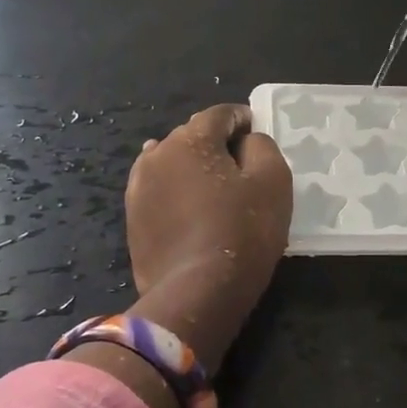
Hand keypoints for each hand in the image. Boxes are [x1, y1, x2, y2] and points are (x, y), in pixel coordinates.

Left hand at [123, 103, 291, 366]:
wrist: (197, 293)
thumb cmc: (243, 230)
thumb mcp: (273, 180)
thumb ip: (262, 146)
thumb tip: (246, 141)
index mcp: (191, 139)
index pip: (220, 114)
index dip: (243, 120)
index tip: (258, 135)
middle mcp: (157, 154)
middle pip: (193, 136)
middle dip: (217, 144)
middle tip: (242, 167)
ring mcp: (139, 187)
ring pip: (172, 164)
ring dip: (193, 169)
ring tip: (214, 189)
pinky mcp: (133, 218)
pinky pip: (161, 192)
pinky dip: (177, 193)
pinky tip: (190, 207)